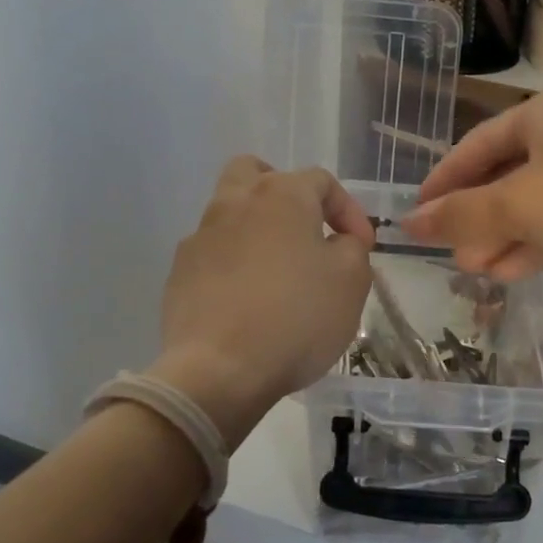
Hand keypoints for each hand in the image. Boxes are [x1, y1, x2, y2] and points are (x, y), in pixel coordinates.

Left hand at [149, 157, 372, 456]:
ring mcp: (200, 237)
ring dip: (257, 229)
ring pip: (229, 212)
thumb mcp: (351, 281)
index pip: (322, 181)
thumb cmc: (297, 317)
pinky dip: (233, 264)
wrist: (219, 370)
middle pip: (256, 172)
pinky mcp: (180, 273)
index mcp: (281, 195)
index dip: (348, 210)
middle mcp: (235, 203)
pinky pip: (213, 253)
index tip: (362, 246)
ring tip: (278, 270)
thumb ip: (352, 248)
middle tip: (305, 226)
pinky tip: (247, 299)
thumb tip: (338, 241)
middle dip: (284, 191)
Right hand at [401, 81, 542, 285]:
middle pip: (506, 175)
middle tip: (448, 254)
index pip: (477, 144)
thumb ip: (461, 214)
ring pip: (534, 203)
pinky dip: (534, 244)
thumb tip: (408, 223)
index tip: (415, 216)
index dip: (443, 181)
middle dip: (475, 218)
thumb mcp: (521, 206)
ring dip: (501, 237)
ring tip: (473, 272)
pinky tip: (508, 273)